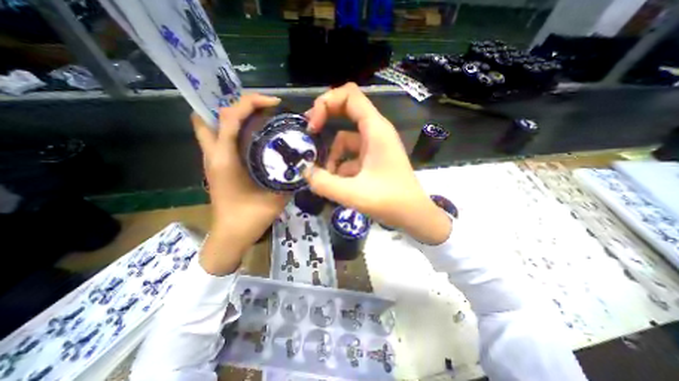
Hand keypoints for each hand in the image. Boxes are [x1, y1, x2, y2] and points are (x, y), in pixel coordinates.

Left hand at [190, 94, 288, 272]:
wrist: (231, 234)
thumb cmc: (251, 217)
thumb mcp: (276, 195)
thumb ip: (290, 177)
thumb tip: (304, 161)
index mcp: (226, 158)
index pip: (230, 116)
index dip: (250, 102)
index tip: (273, 103)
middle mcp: (213, 153)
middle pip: (216, 114)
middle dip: (239, 104)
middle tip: (264, 108)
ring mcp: (211, 158)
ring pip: (212, 124)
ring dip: (233, 115)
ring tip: (258, 117)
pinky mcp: (215, 164)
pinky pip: (218, 137)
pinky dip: (232, 129)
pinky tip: (252, 135)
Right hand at [303, 82, 449, 244]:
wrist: (413, 215)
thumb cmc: (390, 202)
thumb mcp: (353, 193)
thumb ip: (324, 183)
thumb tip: (305, 172)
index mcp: (375, 129)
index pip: (349, 95)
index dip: (326, 103)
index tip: (313, 127)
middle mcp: (376, 132)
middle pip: (346, 110)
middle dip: (325, 118)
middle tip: (309, 133)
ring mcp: (375, 146)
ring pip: (345, 139)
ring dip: (332, 155)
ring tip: (327, 177)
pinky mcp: (372, 159)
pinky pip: (350, 155)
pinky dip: (340, 166)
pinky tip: (337, 184)